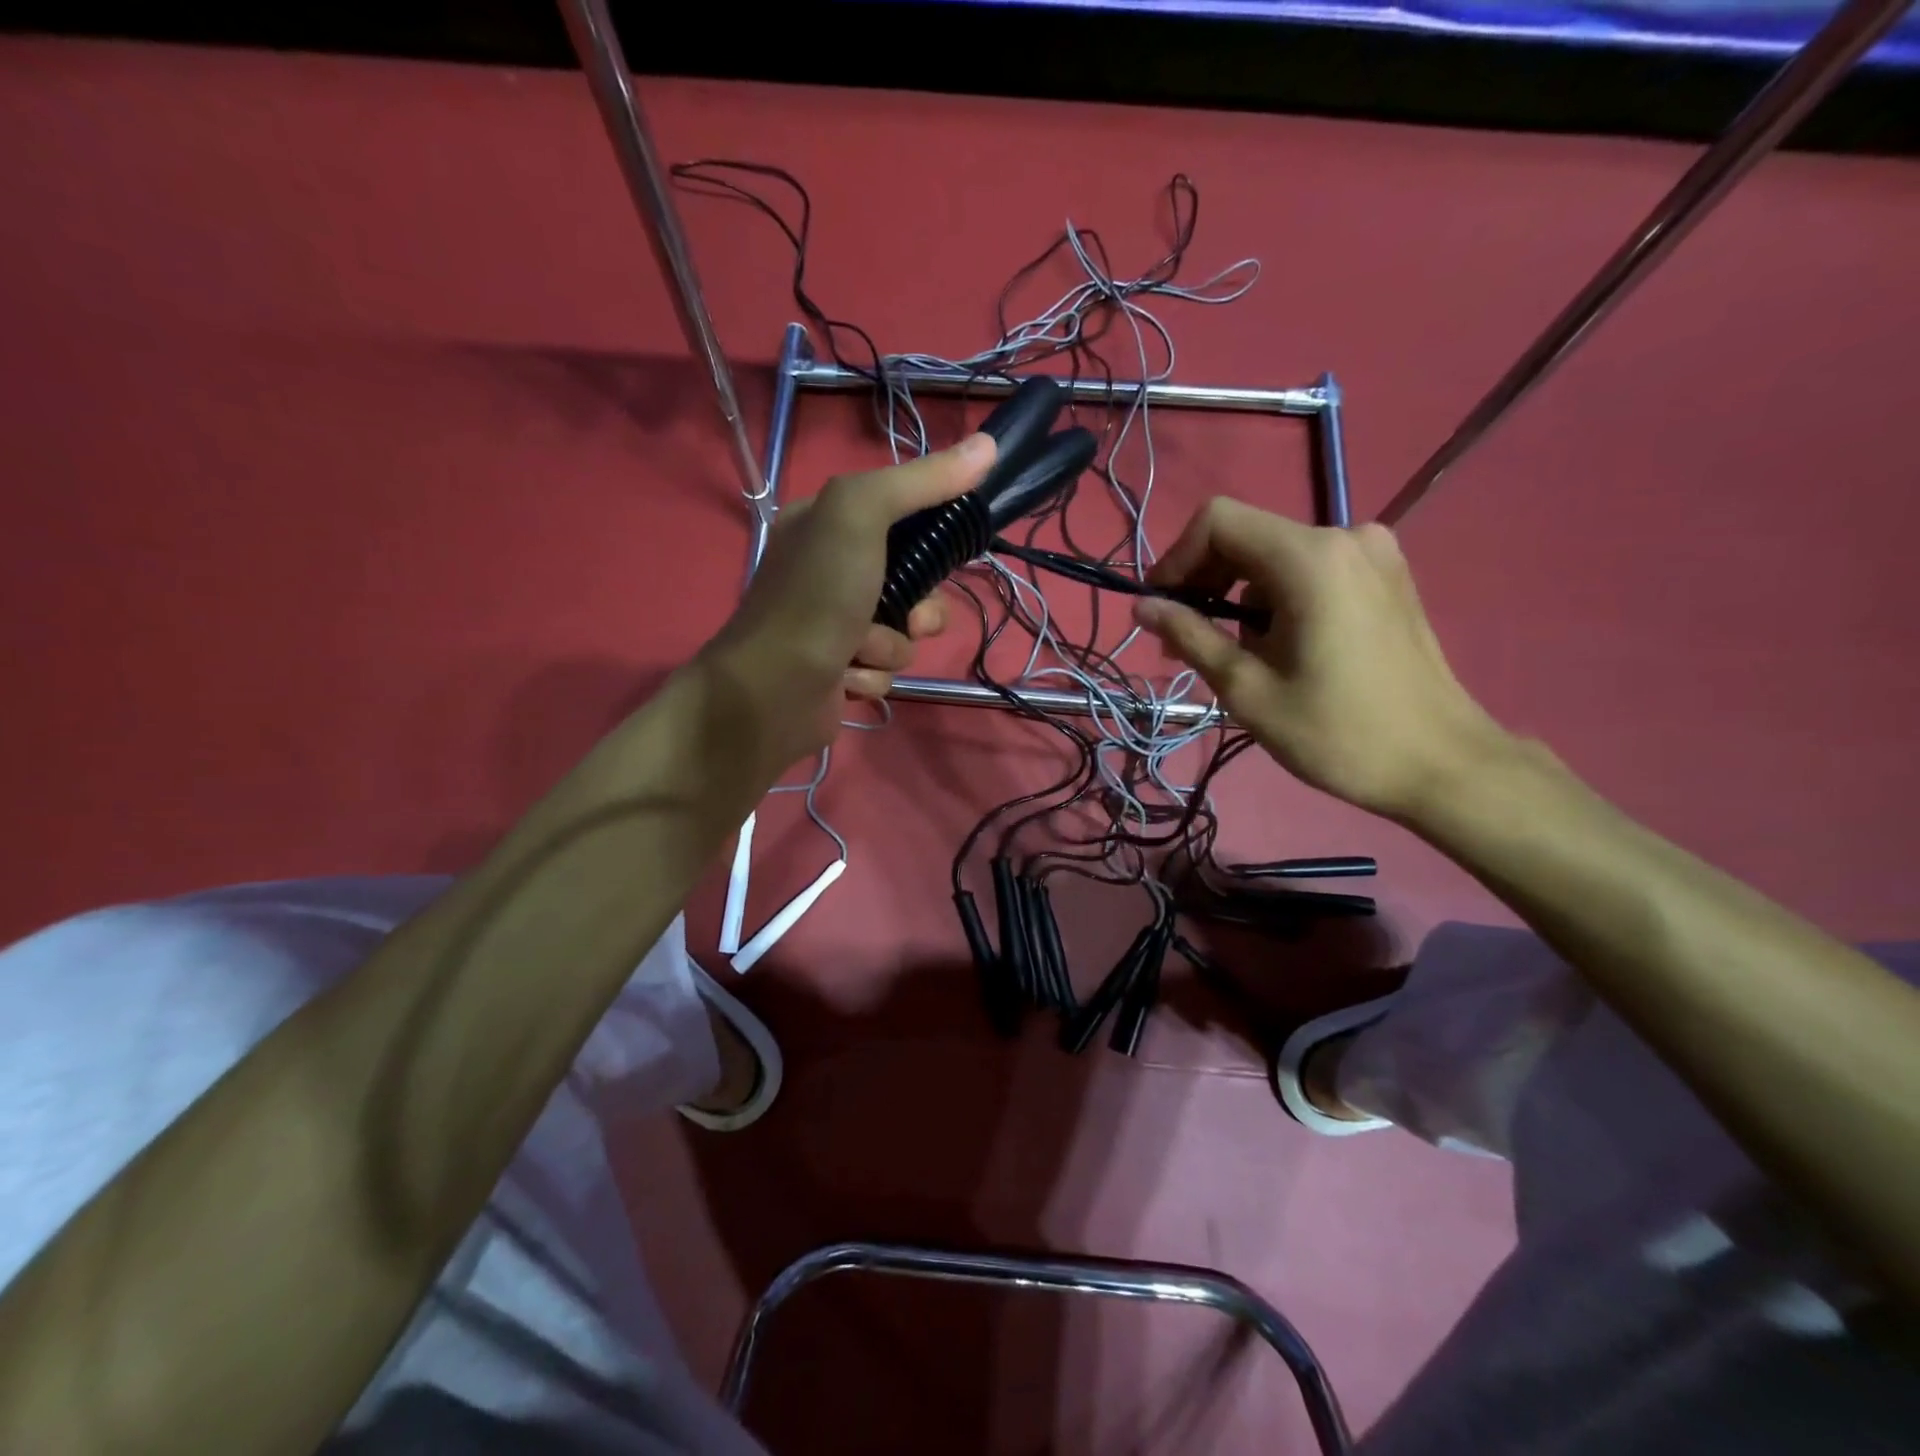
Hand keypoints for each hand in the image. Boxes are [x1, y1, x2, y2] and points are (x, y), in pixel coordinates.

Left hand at [700, 434, 996, 771]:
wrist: (771, 691)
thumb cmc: (815, 596)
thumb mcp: (860, 515)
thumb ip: (920, 481)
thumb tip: (988, 446)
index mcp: (827, 524)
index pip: (902, 513)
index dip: (932, 533)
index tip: (948, 549)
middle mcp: (830, 570)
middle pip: (914, 580)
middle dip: (920, 605)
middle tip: (908, 616)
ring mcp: (836, 624)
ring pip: (905, 631)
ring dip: (892, 645)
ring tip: (861, 651)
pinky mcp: (842, 671)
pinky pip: (885, 669)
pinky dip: (872, 675)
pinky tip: (845, 678)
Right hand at [1133, 497, 1506, 819]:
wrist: (1441, 765)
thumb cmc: (1337, 733)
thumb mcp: (1247, 689)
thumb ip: (1190, 636)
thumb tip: (1142, 606)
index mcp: (1309, 558)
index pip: (1218, 521)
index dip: (1177, 559)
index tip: (1161, 609)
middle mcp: (1345, 537)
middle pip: (1247, 536)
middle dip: (1204, 582)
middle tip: (1184, 642)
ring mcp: (1373, 554)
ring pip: (1276, 557)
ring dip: (1239, 597)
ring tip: (1233, 656)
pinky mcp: (1387, 576)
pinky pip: (1310, 571)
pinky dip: (1277, 600)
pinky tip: (1278, 648)